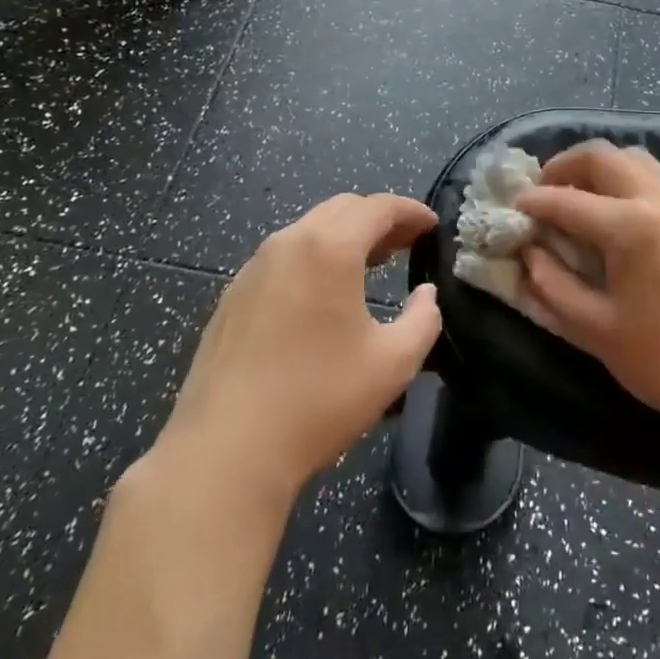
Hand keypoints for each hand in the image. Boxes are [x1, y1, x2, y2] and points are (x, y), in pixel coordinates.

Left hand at [154, 192, 441, 502]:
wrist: (226, 451)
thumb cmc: (319, 399)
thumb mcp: (393, 363)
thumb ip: (423, 319)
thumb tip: (426, 295)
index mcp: (329, 248)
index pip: (378, 207)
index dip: (411, 211)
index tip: (432, 225)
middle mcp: (288, 243)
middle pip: (341, 209)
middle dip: (378, 219)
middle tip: (406, 243)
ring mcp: (253, 268)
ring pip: (308, 231)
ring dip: (344, 237)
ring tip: (370, 264)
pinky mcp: (232, 297)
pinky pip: (283, 258)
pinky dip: (313, 258)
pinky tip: (322, 295)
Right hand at [515, 141, 659, 440]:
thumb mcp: (596, 330)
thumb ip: (553, 286)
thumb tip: (529, 253)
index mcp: (631, 226)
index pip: (566, 200)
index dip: (533, 203)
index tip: (510, 210)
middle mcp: (659, 200)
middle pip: (603, 156)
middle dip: (563, 166)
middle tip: (541, 194)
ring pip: (633, 159)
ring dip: (598, 169)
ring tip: (575, 200)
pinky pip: (654, 179)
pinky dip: (624, 181)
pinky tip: (612, 217)